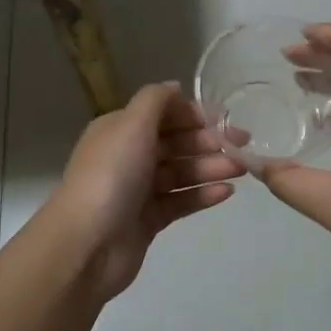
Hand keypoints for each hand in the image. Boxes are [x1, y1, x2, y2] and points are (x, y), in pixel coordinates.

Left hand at [50, 83, 244, 300]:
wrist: (87, 244)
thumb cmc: (111, 175)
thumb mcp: (131, 125)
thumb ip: (156, 100)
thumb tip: (175, 86)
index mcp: (119, 129)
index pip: (162, 114)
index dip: (193, 114)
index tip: (225, 119)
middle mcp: (128, 156)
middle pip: (174, 143)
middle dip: (207, 142)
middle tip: (242, 145)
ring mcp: (138, 190)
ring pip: (180, 173)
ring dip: (210, 167)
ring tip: (241, 170)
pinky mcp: (148, 220)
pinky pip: (180, 201)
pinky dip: (202, 195)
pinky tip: (226, 193)